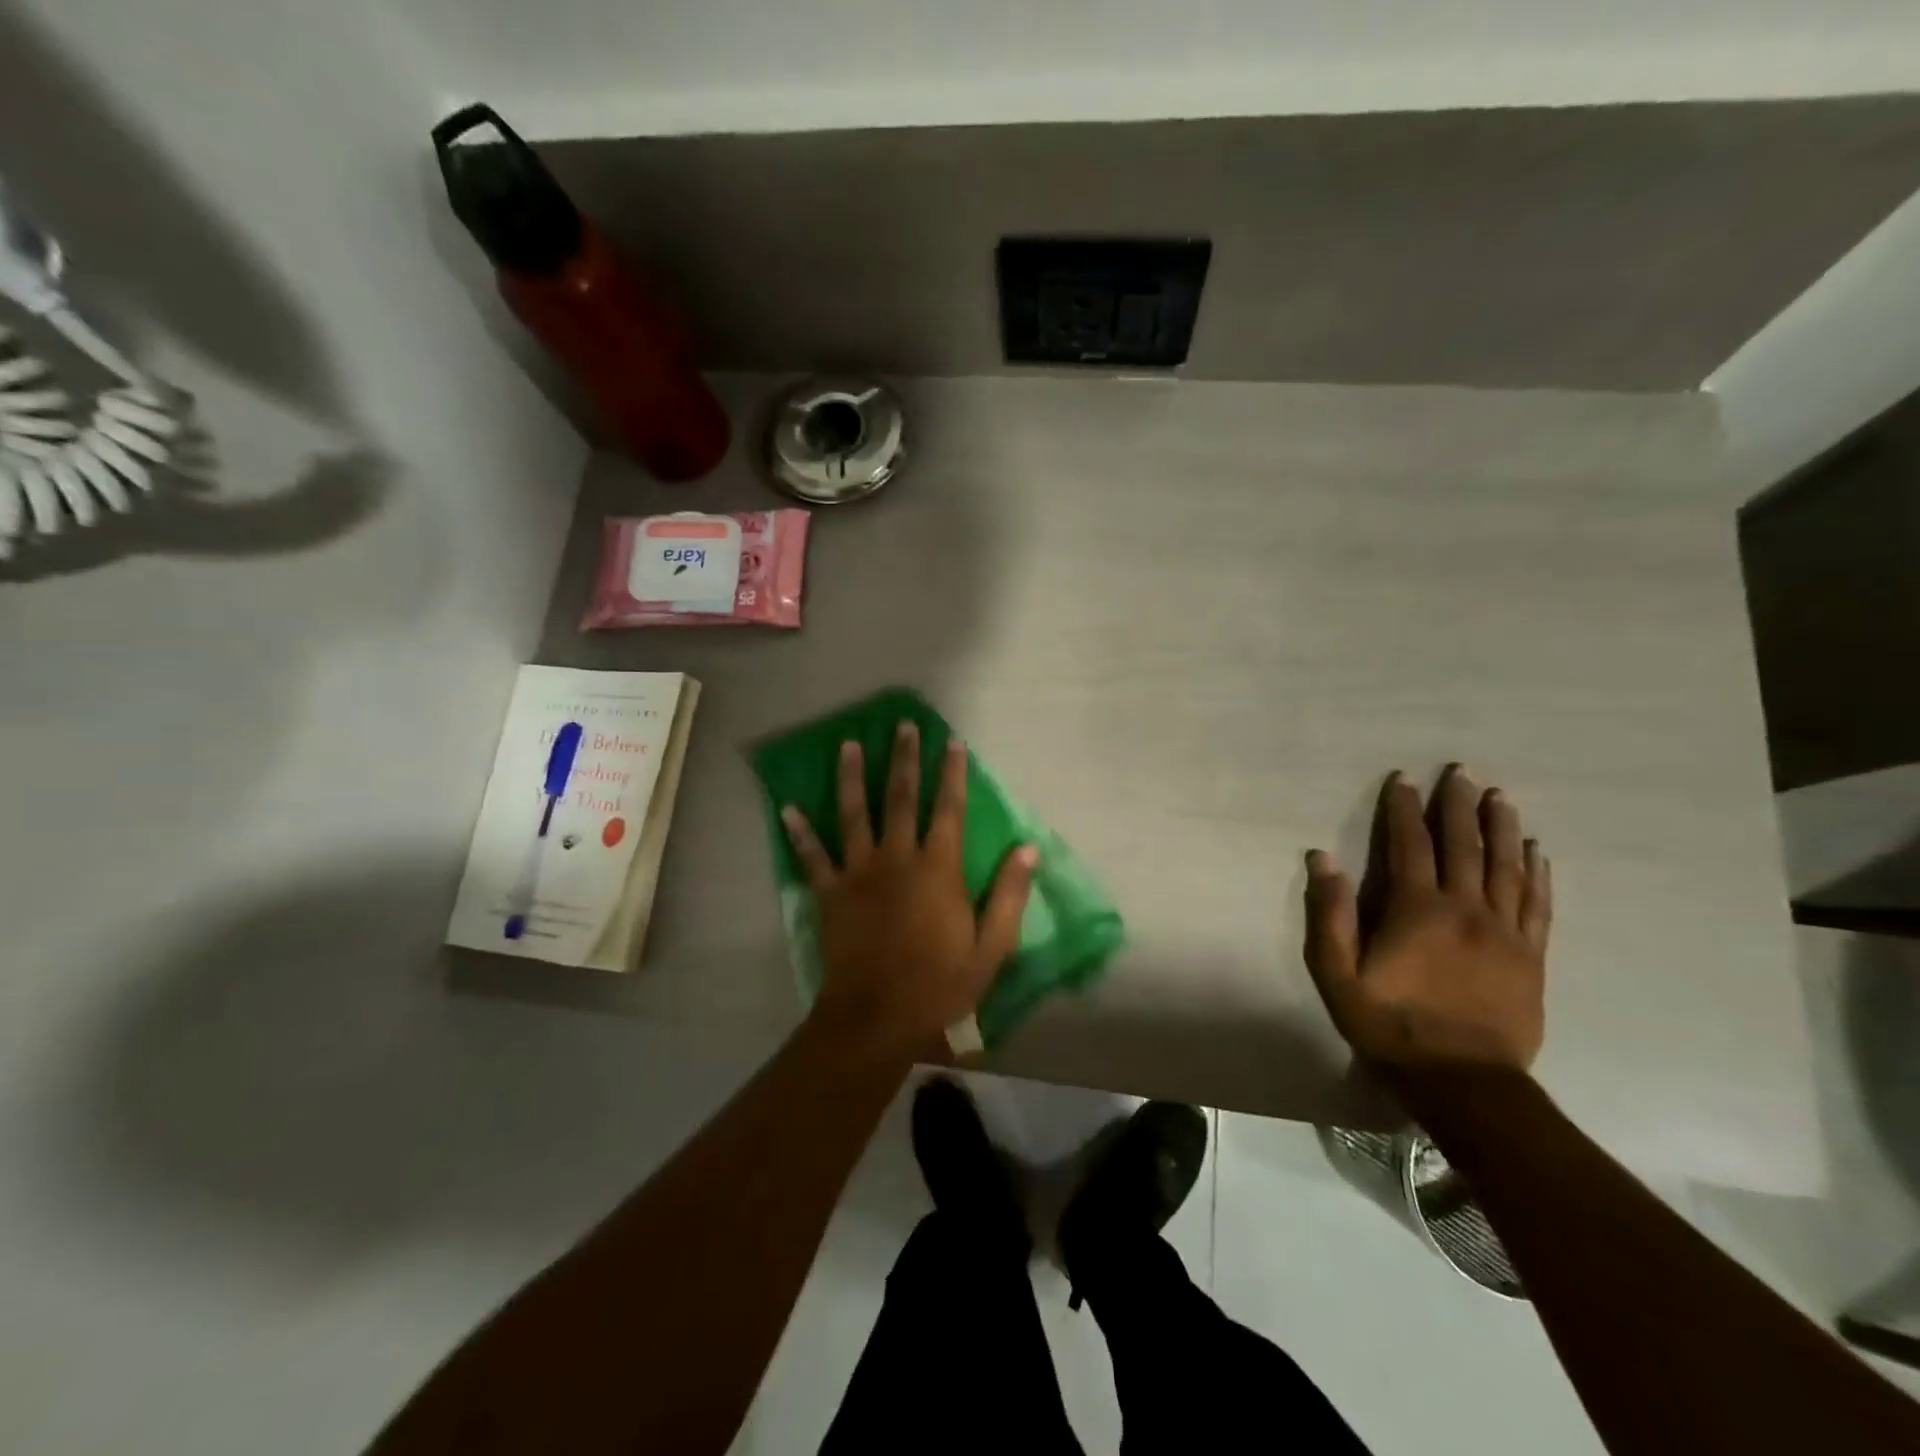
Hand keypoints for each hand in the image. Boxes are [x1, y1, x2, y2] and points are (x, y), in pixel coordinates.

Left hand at [780, 721, 1036, 1057]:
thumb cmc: (940, 983)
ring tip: (847, 745)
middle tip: (902, 725)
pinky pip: (812, 857)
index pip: (948, 809)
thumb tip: (1028, 848)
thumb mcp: (991, 947)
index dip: (952, 773)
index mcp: (938, 868)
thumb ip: (1009, 894)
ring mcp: (859, 872)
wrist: (878, 1016)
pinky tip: (788, 808)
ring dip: (851, 777)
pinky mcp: (830, 893)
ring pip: (853, 814)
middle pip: (900, 798)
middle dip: (903, 759)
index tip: (952, 741)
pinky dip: (800, 833)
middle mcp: (897, 858)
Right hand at [1302, 764, 1551, 1076]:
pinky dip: (1537, 873)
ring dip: (1501, 827)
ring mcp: (1504, 932)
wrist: (1463, 1081)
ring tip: (1500, 796)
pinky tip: (1536, 851)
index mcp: (1417, 910)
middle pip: (1465, 846)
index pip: (1411, 845)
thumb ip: (1330, 914)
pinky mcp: (1530, 956)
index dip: (1406, 809)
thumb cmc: (1389, 1025)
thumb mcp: (1338, 974)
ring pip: (1507, 867)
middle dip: (1459, 805)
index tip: (1405, 779)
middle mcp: (1466, 909)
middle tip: (1462, 771)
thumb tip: (1323, 858)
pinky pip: (1538, 904)